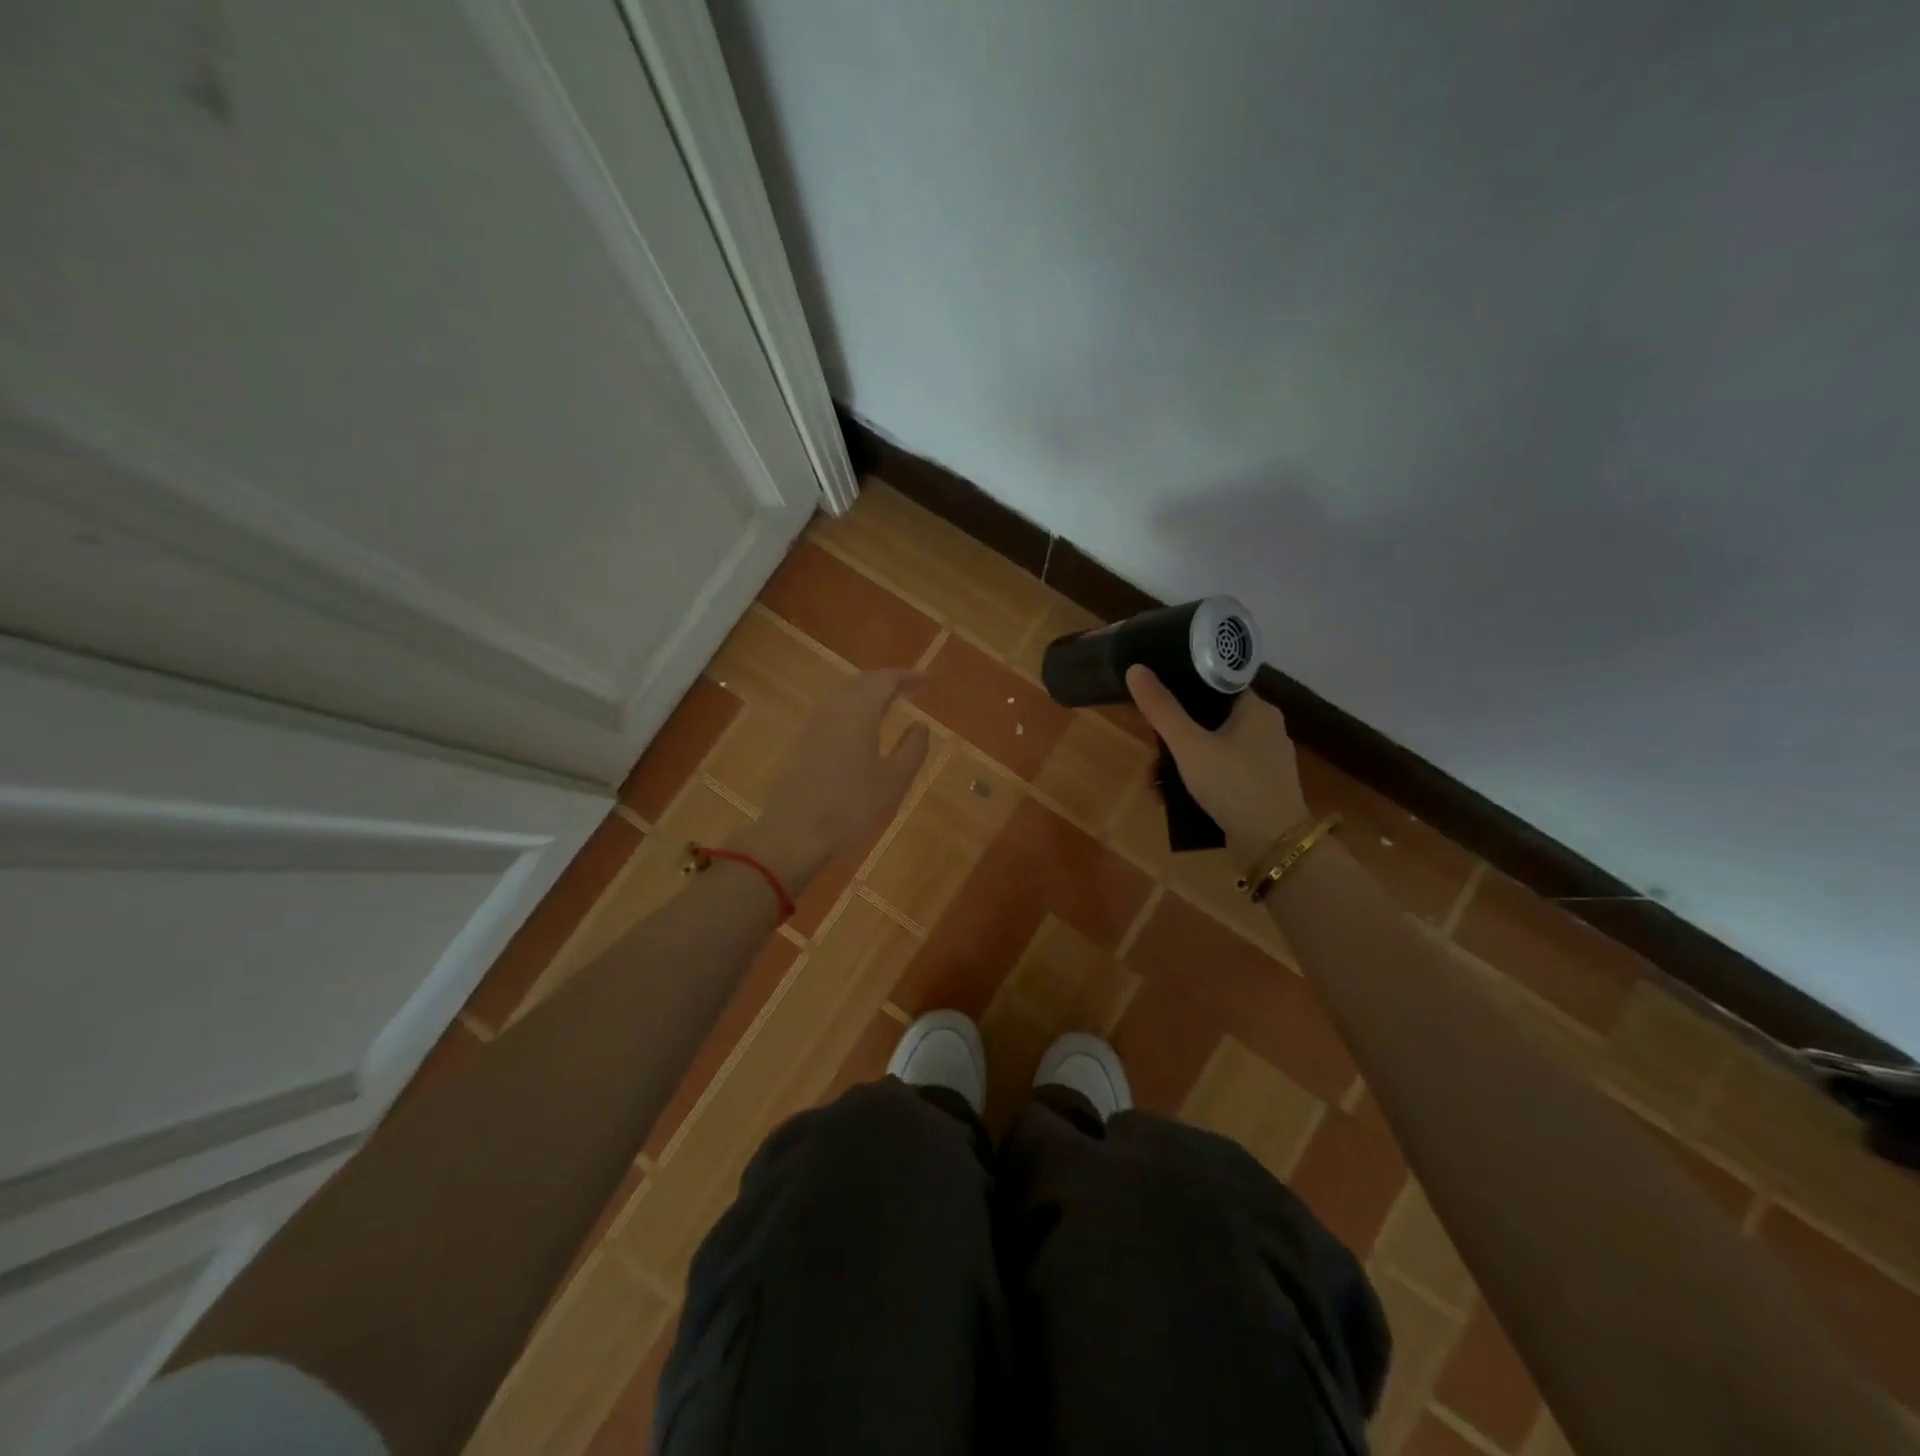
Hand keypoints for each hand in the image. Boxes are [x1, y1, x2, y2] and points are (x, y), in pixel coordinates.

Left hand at [735, 669, 930, 889]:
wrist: (794, 833)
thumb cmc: (851, 806)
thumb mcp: (893, 781)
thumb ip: (912, 749)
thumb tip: (920, 725)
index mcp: (858, 712)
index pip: (885, 679)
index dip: (908, 676)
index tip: (928, 680)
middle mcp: (833, 709)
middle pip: (861, 682)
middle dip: (887, 681)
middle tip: (910, 689)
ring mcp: (813, 725)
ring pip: (844, 695)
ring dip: (867, 694)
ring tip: (889, 705)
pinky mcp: (802, 742)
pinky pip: (832, 711)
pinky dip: (852, 709)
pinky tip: (861, 728)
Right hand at [1126, 665, 1308, 860]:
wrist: (1273, 843)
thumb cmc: (1232, 784)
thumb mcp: (1189, 745)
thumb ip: (1162, 709)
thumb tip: (1135, 668)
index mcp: (1256, 708)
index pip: (1216, 683)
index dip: (1183, 686)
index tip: (1156, 700)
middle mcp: (1267, 727)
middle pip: (1211, 717)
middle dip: (1177, 734)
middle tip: (1152, 749)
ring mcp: (1267, 758)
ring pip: (1216, 746)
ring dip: (1184, 761)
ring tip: (1157, 782)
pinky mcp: (1264, 785)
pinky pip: (1225, 770)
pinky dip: (1202, 778)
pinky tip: (1179, 797)